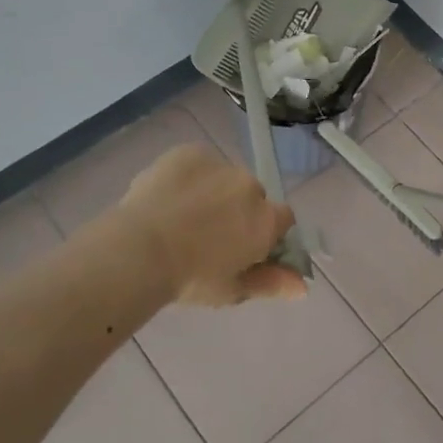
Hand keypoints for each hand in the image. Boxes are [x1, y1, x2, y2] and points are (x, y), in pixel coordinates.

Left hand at [118, 145, 306, 305]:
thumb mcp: (232, 290)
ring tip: (181, 217)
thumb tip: (302, 286)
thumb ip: (270, 282)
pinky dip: (189, 177)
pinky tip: (169, 196)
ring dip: (213, 192)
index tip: (245, 249)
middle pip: (253, 197)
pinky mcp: (190, 152)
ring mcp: (220, 165)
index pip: (284, 219)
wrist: (139, 249)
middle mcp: (250, 186)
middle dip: (238, 212)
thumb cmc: (190, 278)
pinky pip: (198, 163)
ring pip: (224, 178)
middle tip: (208, 237)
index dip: (267, 233)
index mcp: (266, 220)